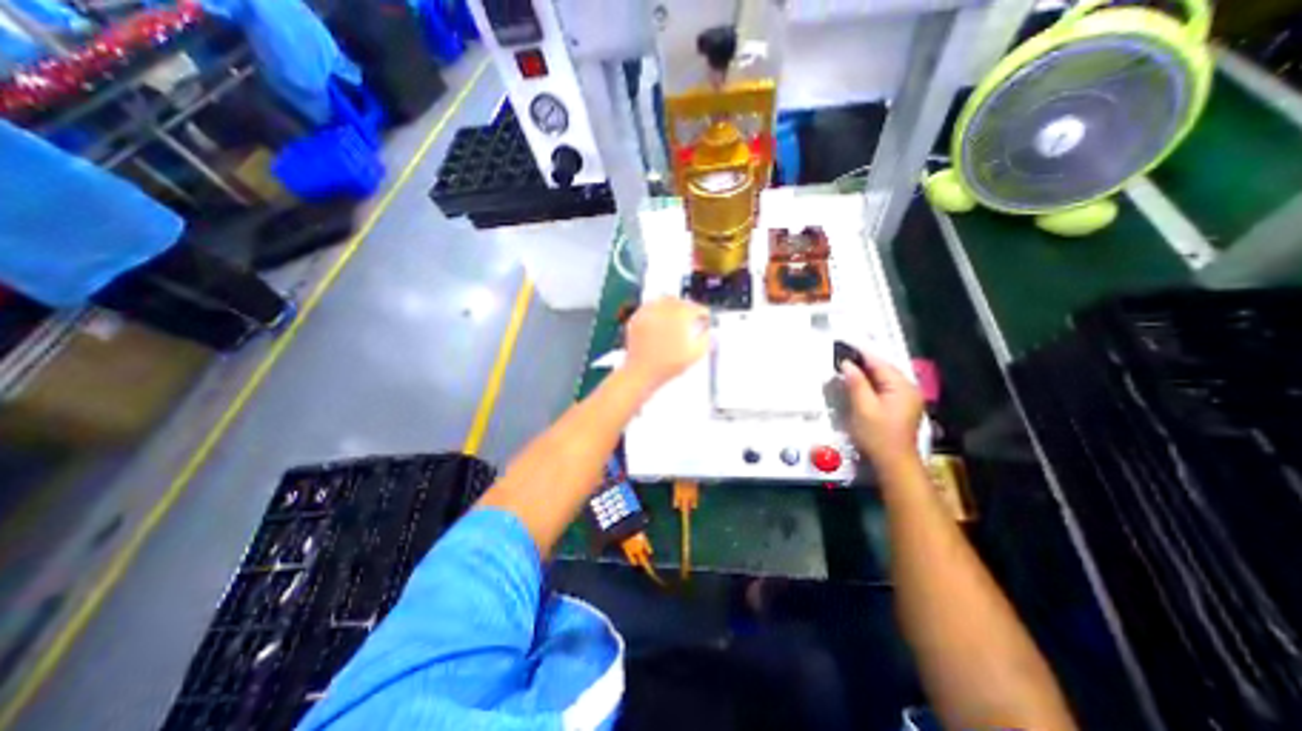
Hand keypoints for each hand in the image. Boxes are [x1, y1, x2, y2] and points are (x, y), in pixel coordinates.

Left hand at [624, 297, 708, 389]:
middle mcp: (663, 310)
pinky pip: (649, 307)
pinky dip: (656, 310)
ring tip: (676, 316)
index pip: (696, 308)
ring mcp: (648, 313)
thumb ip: (706, 339)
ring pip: (663, 300)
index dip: (703, 313)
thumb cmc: (667, 366)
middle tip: (692, 316)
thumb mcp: (695, 354)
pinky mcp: (636, 318)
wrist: (642, 373)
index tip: (705, 318)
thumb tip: (708, 331)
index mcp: (679, 316)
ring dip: (672, 306)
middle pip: (679, 301)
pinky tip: (660, 319)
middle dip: (688, 307)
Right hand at [844, 353, 925, 468]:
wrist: (894, 463)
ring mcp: (908, 398)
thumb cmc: (878, 435)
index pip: (879, 363)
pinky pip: (886, 387)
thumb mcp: (863, 408)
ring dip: (867, 373)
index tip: (843, 346)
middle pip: (883, 369)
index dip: (860, 354)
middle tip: (841, 357)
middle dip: (863, 362)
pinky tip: (860, 384)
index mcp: (901, 386)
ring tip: (847, 368)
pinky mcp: (902, 406)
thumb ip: (856, 383)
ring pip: (884, 378)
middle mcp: (909, 388)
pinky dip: (872, 383)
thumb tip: (847, 364)